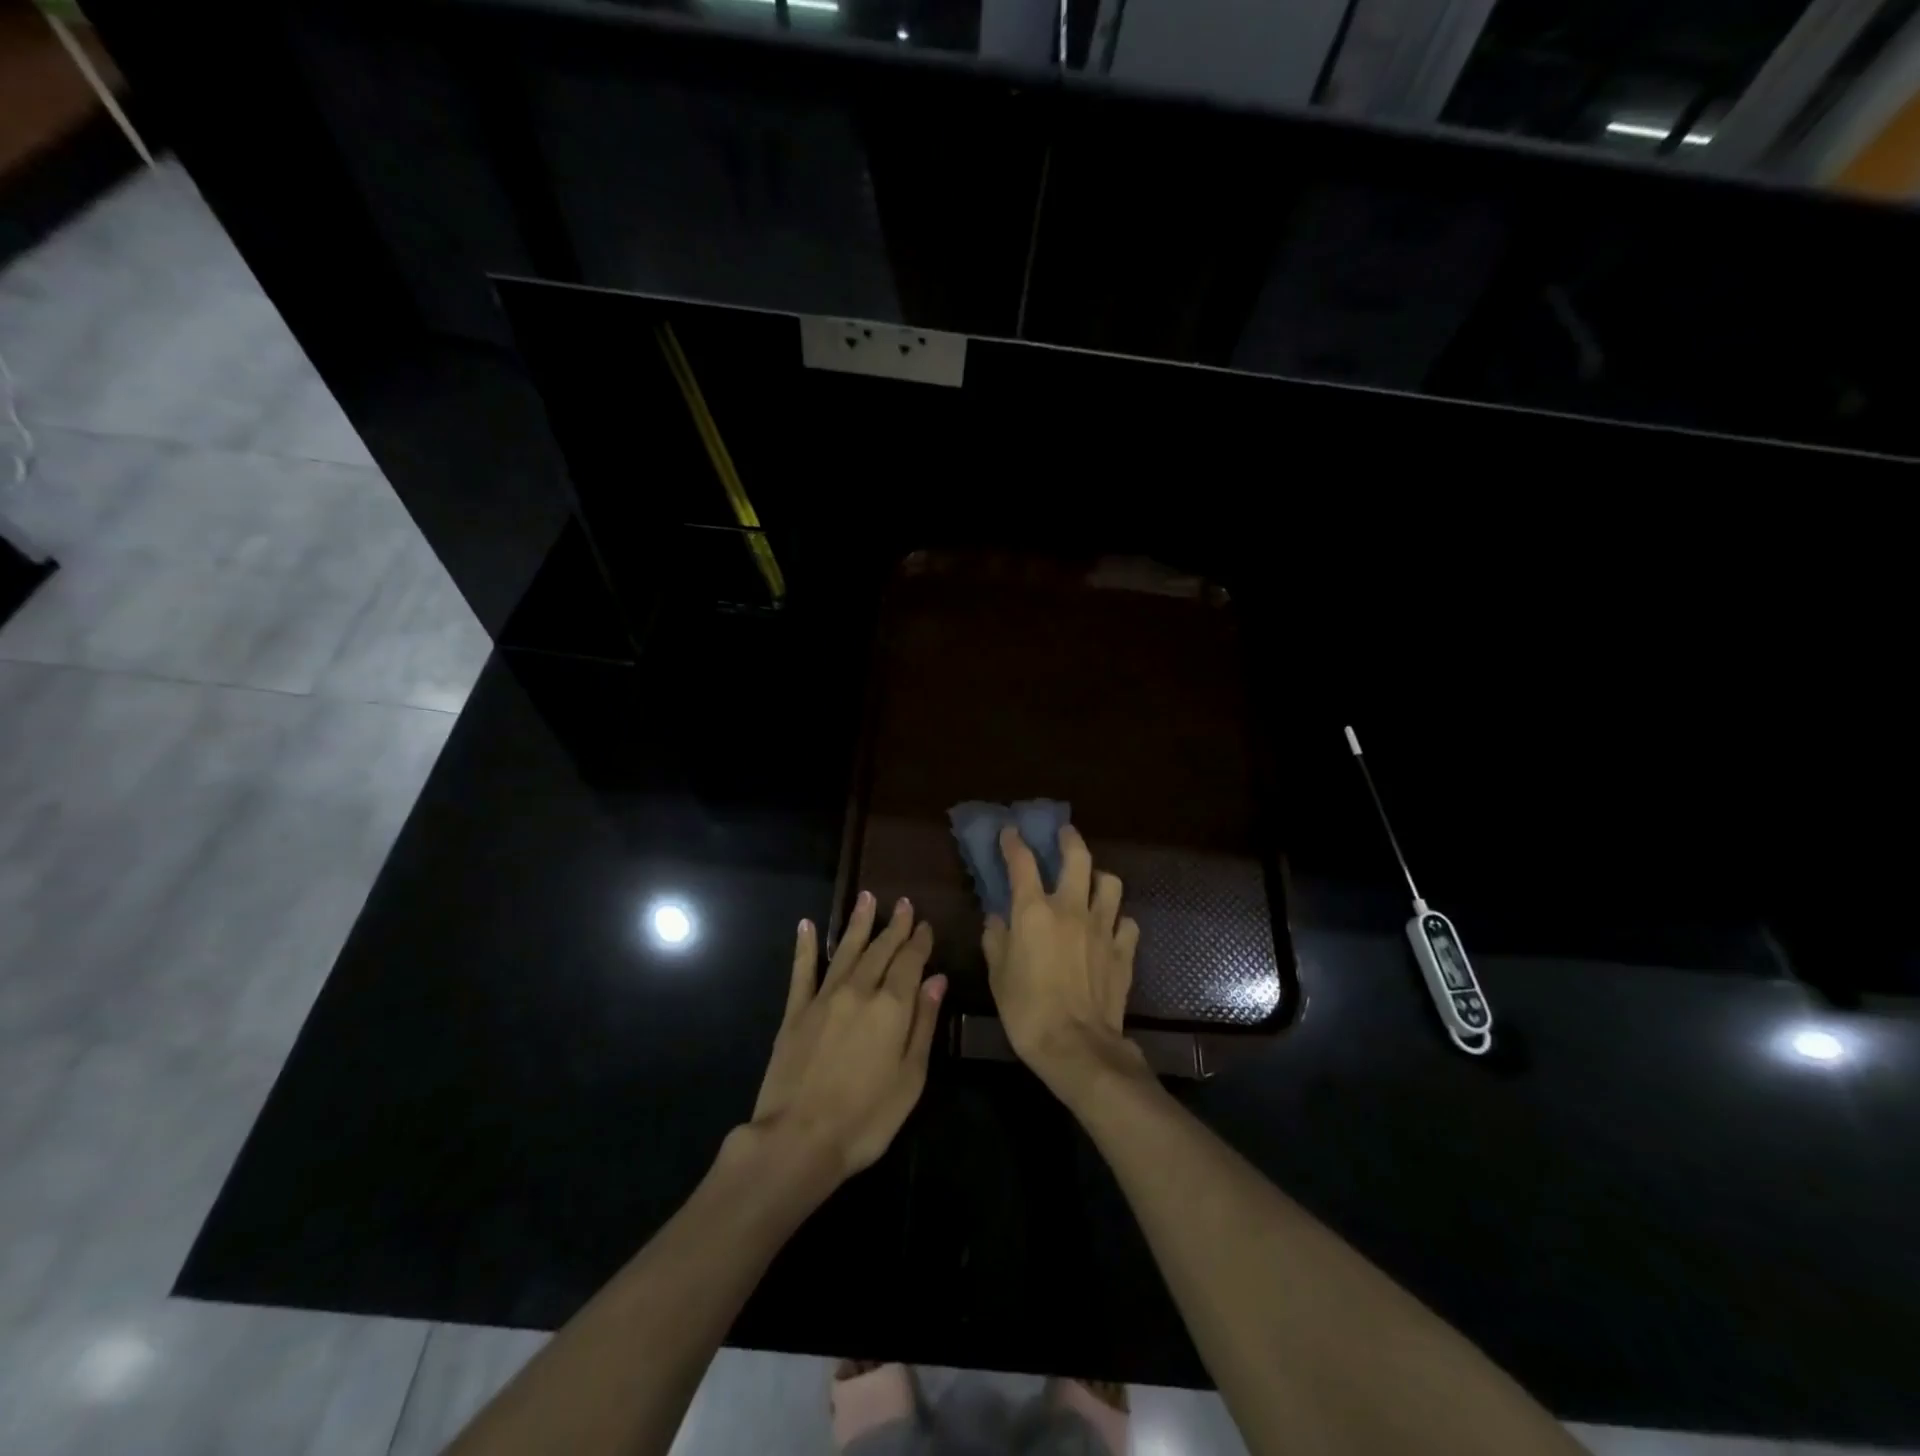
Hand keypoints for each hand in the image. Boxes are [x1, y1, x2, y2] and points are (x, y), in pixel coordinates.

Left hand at [750, 891, 945, 1179]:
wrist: (798, 1139)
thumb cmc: (866, 1118)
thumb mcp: (910, 1078)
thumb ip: (923, 1024)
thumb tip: (937, 980)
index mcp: (892, 1007)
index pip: (910, 963)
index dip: (919, 942)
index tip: (925, 925)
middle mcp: (859, 991)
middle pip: (881, 950)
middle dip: (895, 926)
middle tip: (904, 904)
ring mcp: (824, 999)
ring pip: (847, 951)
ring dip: (859, 924)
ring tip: (868, 898)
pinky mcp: (795, 1012)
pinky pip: (802, 971)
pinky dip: (806, 947)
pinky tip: (807, 926)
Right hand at [982, 824, 1144, 1096]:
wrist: (1076, 1046)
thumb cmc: (1027, 1010)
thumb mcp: (998, 974)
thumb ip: (995, 939)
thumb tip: (996, 918)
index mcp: (1034, 911)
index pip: (1022, 862)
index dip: (1014, 843)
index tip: (1010, 832)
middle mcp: (1071, 908)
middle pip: (1077, 857)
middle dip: (1069, 839)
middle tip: (1063, 834)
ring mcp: (1102, 927)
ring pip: (1110, 883)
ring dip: (1099, 877)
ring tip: (1092, 882)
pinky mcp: (1123, 950)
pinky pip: (1127, 922)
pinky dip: (1118, 919)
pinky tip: (1111, 927)